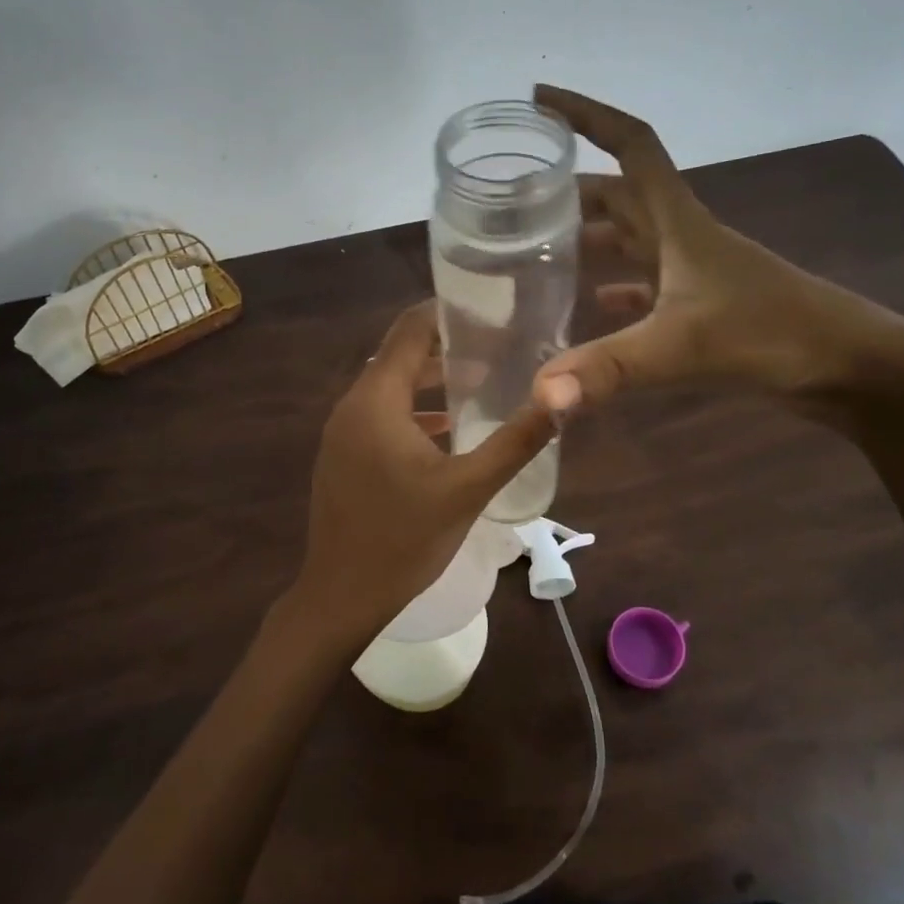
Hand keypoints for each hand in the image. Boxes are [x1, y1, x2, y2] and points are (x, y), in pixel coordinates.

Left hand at [276, 302, 555, 659]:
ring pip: (389, 388)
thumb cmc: (404, 539)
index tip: (489, 308)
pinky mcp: (342, 457)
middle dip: (445, 347)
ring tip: (480, 379)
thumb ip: (515, 441)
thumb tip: (562, 398)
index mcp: (376, 401)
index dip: (446, 312)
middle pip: (399, 356)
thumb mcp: (469, 489)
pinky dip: (412, 411)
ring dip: (429, 381)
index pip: (409, 330)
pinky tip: (448, 429)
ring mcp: (341, 434)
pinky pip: (379, 416)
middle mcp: (351, 406)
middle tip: (496, 344)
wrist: (341, 596)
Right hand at [531, 85, 903, 424]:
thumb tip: (541, 394)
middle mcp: (682, 235)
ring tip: (537, 249)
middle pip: (619, 193)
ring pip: (631, 237)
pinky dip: (616, 286)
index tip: (540, 101)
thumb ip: (608, 368)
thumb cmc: (773, 335)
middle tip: (516, 200)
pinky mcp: (702, 304)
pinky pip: (645, 283)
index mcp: (679, 221)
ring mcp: (694, 270)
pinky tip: (593, 302)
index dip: (587, 115)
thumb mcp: (683, 348)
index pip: (631, 145)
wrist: (852, 366)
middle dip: (569, 188)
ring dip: (590, 236)